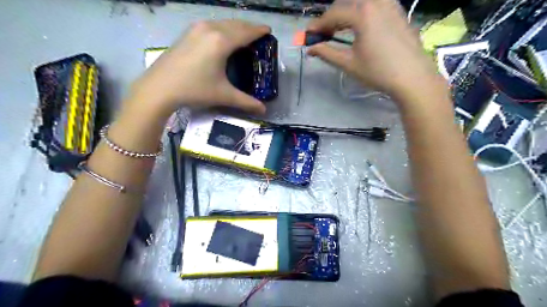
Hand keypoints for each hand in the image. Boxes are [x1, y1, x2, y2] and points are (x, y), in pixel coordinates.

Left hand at [131, 19, 270, 116]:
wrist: (159, 87)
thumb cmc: (195, 89)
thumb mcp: (223, 95)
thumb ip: (246, 102)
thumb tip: (263, 110)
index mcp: (222, 41)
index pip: (246, 32)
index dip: (259, 31)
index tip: (268, 30)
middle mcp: (210, 29)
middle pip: (235, 24)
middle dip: (249, 27)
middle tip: (259, 34)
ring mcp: (197, 29)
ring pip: (223, 23)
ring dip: (236, 27)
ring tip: (244, 35)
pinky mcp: (188, 33)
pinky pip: (212, 25)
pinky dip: (223, 28)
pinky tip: (223, 37)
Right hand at [305, 0, 445, 102]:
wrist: (413, 77)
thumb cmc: (378, 71)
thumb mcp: (348, 63)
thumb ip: (327, 53)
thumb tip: (310, 49)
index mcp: (362, 12)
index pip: (333, 14)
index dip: (317, 25)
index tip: (307, 35)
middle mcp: (376, 0)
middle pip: (345, 4)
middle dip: (330, 18)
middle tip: (321, 35)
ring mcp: (390, 3)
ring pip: (359, 2)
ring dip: (345, 13)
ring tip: (337, 30)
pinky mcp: (398, 10)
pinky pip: (373, 3)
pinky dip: (360, 11)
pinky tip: (357, 25)